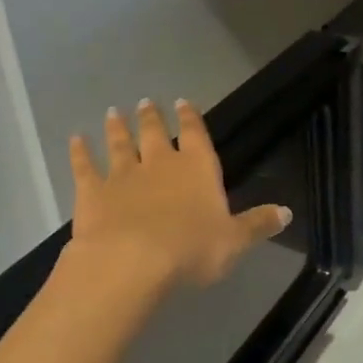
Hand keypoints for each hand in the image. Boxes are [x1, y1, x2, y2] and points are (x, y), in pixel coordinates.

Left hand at [65, 99, 290, 288]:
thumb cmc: (191, 249)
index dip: (191, 117)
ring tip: (114, 112)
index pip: (195, 134)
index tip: (183, 101)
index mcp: (197, 168)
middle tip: (145, 102)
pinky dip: (80, 152)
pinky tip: (75, 140)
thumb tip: (287, 213)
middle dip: (151, 116)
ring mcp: (123, 175)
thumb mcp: (235, 241)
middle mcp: (160, 163)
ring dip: (118, 128)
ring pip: (120, 144)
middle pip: (155, 132)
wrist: (131, 261)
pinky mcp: (92, 192)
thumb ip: (258, 224)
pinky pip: (85, 166)